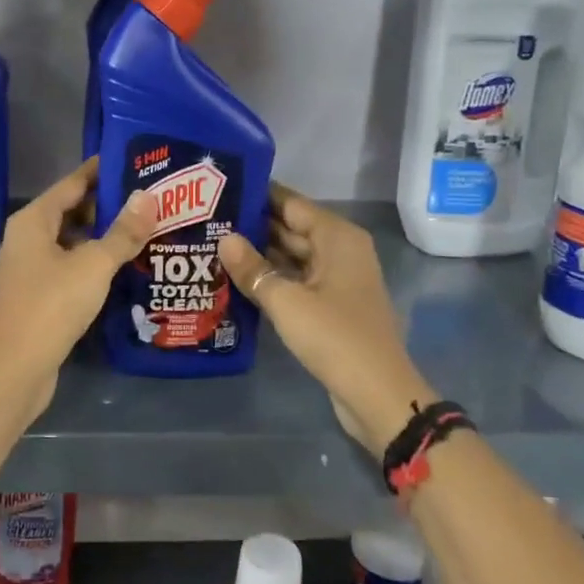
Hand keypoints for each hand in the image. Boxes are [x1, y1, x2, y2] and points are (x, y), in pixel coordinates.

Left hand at [0, 157, 156, 416]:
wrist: (18, 366)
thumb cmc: (53, 304)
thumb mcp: (94, 264)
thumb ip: (123, 231)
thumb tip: (149, 196)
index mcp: (33, 220)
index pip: (72, 183)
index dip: (100, 172)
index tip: (132, 162)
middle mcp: (27, 238)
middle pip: (71, 210)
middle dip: (107, 204)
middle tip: (148, 199)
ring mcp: (30, 267)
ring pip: (71, 240)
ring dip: (102, 235)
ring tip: (143, 229)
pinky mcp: (38, 294)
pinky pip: (70, 265)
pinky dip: (93, 261)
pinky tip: (122, 266)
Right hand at [218, 185, 435, 458]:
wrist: (377, 394)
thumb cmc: (335, 337)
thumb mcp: (287, 301)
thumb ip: (253, 268)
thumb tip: (224, 238)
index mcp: (337, 237)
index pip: (291, 203)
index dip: (257, 195)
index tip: (219, 189)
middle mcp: (339, 250)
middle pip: (290, 227)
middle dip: (252, 225)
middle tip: (206, 219)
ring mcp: (335, 279)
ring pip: (291, 255)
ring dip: (258, 253)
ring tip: (212, 244)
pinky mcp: (329, 304)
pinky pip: (294, 279)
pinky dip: (270, 277)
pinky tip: (235, 278)